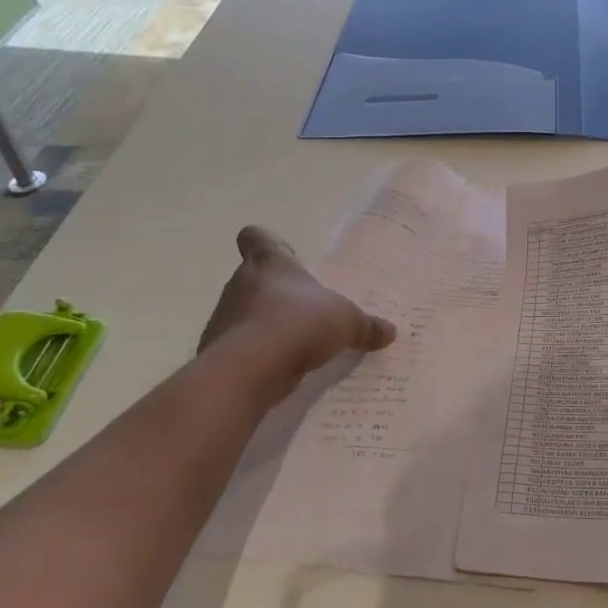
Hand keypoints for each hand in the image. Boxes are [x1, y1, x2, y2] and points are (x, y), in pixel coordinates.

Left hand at [198, 227, 395, 393]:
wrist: (249, 369)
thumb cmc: (299, 324)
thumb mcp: (346, 323)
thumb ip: (366, 326)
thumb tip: (390, 331)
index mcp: (269, 264)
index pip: (256, 238)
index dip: (263, 242)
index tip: (277, 253)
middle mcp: (240, 284)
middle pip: (251, 279)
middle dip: (272, 292)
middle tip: (300, 308)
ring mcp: (224, 318)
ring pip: (243, 314)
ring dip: (263, 325)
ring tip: (292, 344)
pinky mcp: (218, 352)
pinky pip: (239, 348)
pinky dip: (255, 356)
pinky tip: (278, 369)